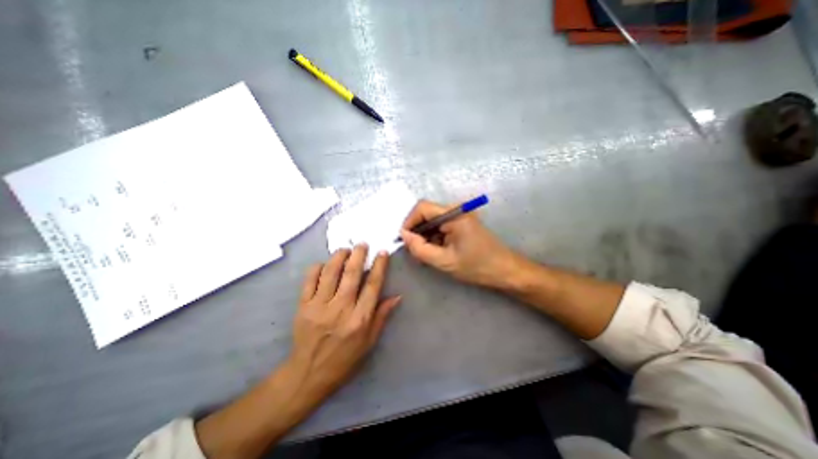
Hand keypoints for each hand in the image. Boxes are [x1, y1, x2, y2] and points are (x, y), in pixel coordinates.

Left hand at [288, 246, 400, 399]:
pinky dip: (317, 268)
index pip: (372, 286)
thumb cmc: (344, 359)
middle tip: (362, 244)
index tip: (382, 253)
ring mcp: (319, 306)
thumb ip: (382, 316)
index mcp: (359, 319)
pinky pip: (309, 280)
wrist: (308, 373)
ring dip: (339, 257)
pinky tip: (324, 263)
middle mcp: (340, 309)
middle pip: (351, 275)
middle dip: (358, 255)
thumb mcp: (369, 342)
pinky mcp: (303, 306)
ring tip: (345, 249)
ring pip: (330, 273)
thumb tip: (397, 296)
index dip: (379, 266)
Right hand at [400, 198, 519, 288]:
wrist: (504, 270)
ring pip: (432, 221)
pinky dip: (434, 238)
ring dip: (425, 236)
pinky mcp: (461, 222)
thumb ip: (420, 248)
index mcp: (454, 214)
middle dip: (417, 232)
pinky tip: (435, 252)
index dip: (409, 222)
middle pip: (426, 214)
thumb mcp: (444, 261)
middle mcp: (456, 209)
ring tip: (425, 255)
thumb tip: (404, 236)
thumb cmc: (477, 266)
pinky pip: (441, 226)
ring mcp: (460, 215)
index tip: (405, 240)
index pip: (422, 208)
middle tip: (414, 251)